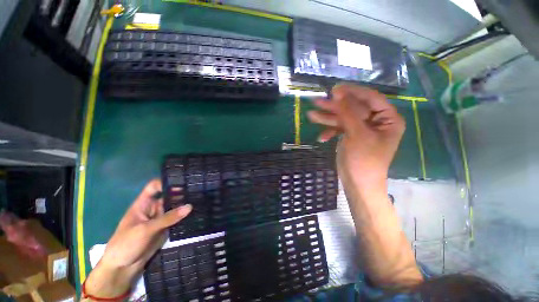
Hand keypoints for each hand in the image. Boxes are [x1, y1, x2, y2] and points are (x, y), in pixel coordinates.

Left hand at [83, 180, 191, 298]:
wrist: (123, 268)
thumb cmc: (126, 244)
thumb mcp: (146, 229)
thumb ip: (168, 218)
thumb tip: (190, 206)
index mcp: (143, 204)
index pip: (154, 187)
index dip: (166, 182)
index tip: (183, 182)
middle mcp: (153, 208)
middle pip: (169, 196)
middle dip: (182, 193)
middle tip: (199, 191)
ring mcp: (160, 218)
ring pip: (175, 207)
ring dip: (185, 205)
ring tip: (201, 200)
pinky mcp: (166, 228)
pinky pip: (177, 219)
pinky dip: (186, 216)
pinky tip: (197, 212)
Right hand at [307, 84, 404, 188]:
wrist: (357, 184)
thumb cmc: (364, 160)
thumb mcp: (357, 134)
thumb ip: (348, 112)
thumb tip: (337, 92)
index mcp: (387, 119)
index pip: (371, 98)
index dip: (353, 92)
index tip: (334, 89)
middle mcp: (376, 121)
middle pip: (353, 108)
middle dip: (335, 107)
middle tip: (317, 101)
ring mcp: (361, 129)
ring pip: (344, 118)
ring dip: (328, 118)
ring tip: (312, 115)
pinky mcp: (351, 136)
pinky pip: (340, 129)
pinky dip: (330, 132)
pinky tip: (322, 138)